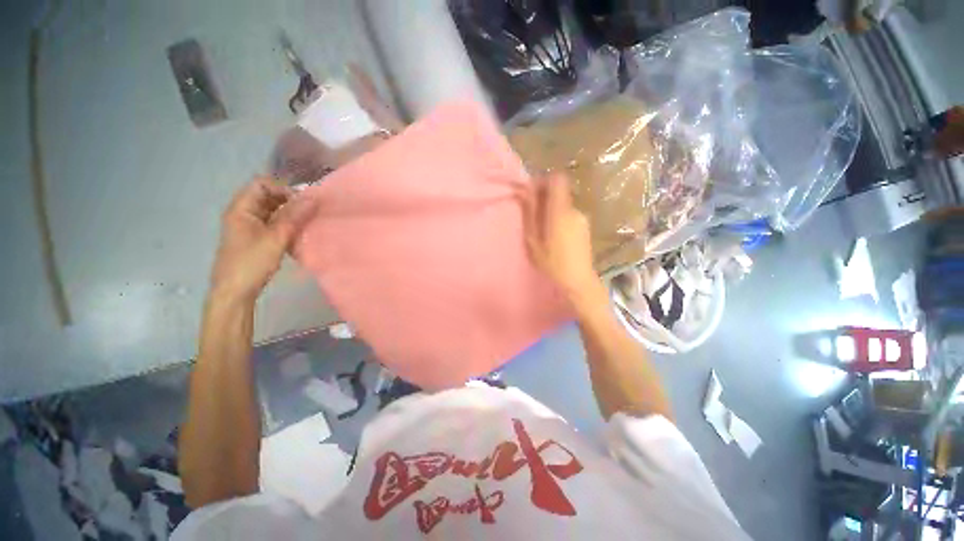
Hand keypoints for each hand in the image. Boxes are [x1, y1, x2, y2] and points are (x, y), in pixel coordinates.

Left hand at [210, 178, 315, 302]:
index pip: (261, 184)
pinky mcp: (256, 238)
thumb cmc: (252, 262)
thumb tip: (314, 198)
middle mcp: (243, 213)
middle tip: (310, 210)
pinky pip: (273, 223)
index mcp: (241, 208)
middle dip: (289, 200)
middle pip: (267, 196)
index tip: (304, 201)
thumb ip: (295, 217)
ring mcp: (249, 226)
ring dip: (290, 213)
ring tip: (308, 220)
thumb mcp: (276, 238)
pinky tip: (299, 231)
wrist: (235, 291)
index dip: (283, 188)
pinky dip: (287, 223)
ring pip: (272, 210)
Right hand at [519, 174, 601, 305]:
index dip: (544, 181)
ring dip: (552, 210)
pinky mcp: (585, 227)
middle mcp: (574, 210)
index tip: (532, 193)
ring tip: (543, 230)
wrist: (578, 281)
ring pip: (564, 205)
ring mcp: (582, 218)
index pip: (557, 180)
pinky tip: (555, 237)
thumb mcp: (533, 240)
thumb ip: (530, 214)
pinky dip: (560, 218)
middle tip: (532, 216)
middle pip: (560, 192)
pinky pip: (569, 215)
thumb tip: (525, 192)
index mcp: (560, 211)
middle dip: (545, 198)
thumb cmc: (552, 263)